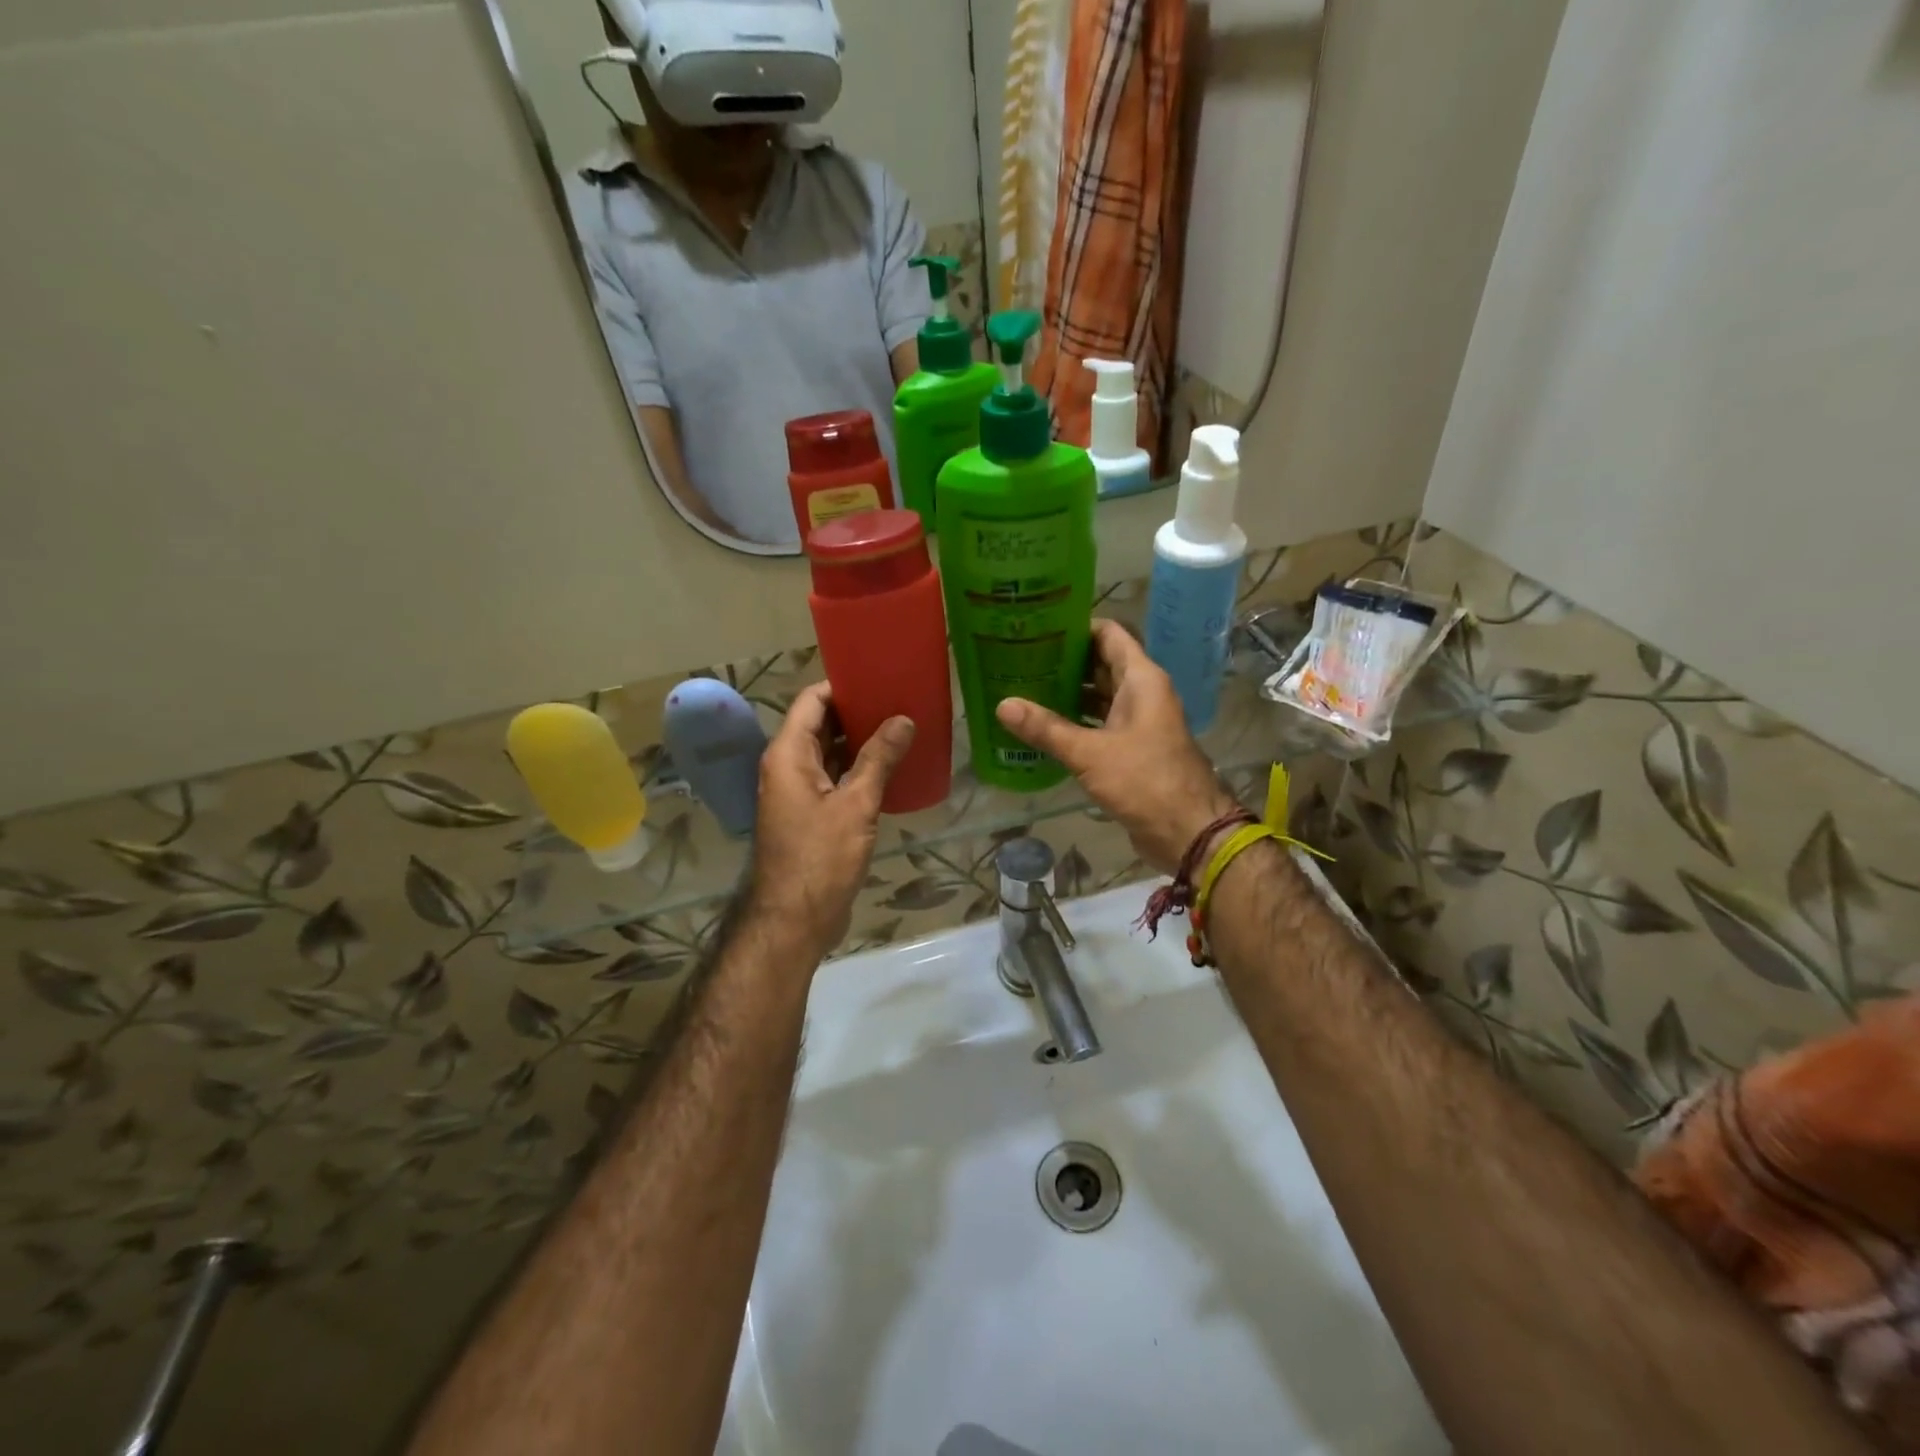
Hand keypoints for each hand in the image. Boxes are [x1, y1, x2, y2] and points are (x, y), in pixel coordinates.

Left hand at [745, 683, 914, 960]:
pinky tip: (891, 768)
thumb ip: (878, 759)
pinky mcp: (810, 814)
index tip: (880, 677)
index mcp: (788, 754)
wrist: (794, 920)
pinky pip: (834, 778)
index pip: (812, 701)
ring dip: (860, 741)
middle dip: (857, 712)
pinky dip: (858, 769)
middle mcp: (787, 766)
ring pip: (829, 753)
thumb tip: (903, 719)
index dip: (843, 685)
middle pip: (820, 724)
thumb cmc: (820, 858)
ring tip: (902, 727)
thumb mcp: (855, 804)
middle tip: (900, 700)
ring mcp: (798, 792)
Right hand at [996, 620, 1237, 875]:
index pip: (1109, 634)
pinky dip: (1075, 722)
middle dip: (1064, 661)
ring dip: (1067, 693)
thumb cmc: (1145, 781)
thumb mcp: (1090, 753)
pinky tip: (1042, 727)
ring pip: (1099, 696)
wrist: (1187, 831)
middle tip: (1020, 658)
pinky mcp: (1132, 749)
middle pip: (1100, 663)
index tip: (1037, 627)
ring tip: (1024, 688)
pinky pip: (1099, 724)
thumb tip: (1003, 705)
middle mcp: (1142, 694)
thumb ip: (1046, 729)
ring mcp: (1138, 722)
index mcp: (1142, 680)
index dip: (1075, 626)